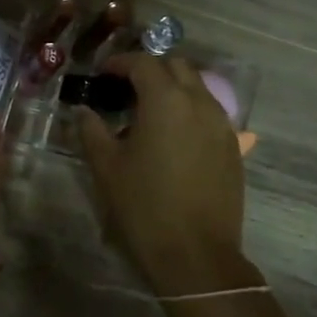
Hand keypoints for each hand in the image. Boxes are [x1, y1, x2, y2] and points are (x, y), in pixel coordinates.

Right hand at [77, 54, 246, 295]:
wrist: (196, 254)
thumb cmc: (144, 206)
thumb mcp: (107, 167)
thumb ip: (92, 131)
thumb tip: (83, 111)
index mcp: (166, 100)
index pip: (143, 63)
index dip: (120, 62)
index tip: (102, 74)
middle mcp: (200, 102)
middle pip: (176, 67)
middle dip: (150, 69)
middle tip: (125, 89)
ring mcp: (222, 125)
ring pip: (198, 88)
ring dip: (173, 89)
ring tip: (149, 113)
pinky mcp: (233, 148)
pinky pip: (210, 114)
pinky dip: (190, 111)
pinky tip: (173, 138)